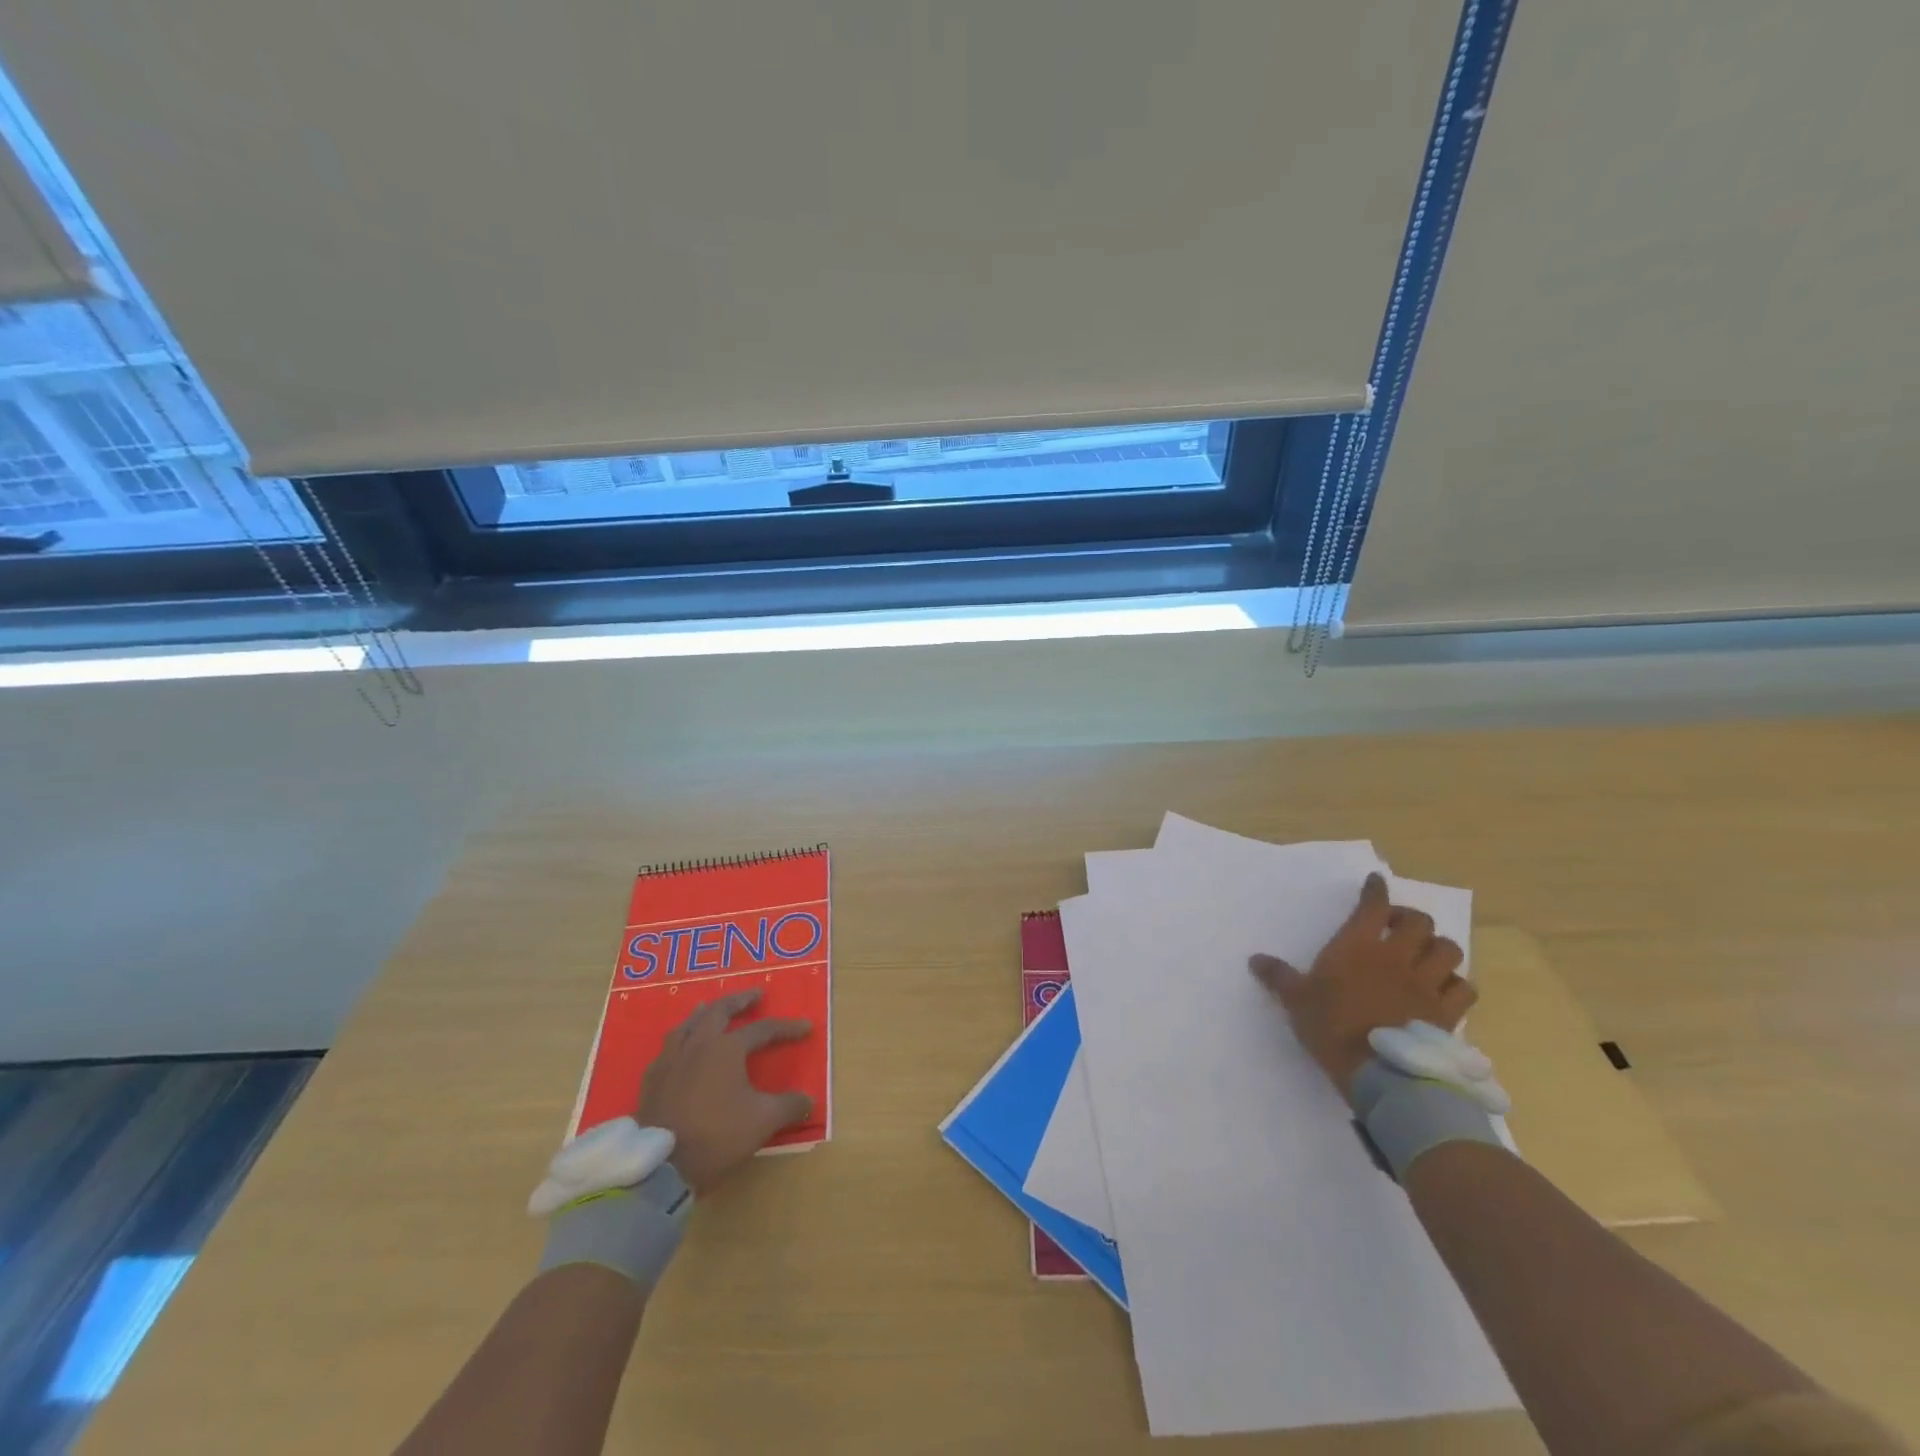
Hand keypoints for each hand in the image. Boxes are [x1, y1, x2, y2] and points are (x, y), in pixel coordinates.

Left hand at [637, 989, 813, 1194]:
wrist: (662, 1165)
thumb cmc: (717, 1135)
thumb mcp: (763, 1122)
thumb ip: (789, 1106)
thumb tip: (809, 1101)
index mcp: (727, 1048)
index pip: (762, 1029)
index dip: (786, 1028)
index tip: (805, 1027)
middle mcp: (698, 1044)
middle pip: (719, 1011)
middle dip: (740, 1001)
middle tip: (755, 995)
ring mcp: (671, 1059)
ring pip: (689, 1023)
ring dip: (706, 1013)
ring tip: (712, 1009)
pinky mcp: (652, 1079)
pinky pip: (668, 1047)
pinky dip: (681, 1039)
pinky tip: (681, 1047)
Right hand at [1249, 872, 1474, 1104]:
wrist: (1378, 1071)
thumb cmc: (1331, 1027)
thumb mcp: (1296, 1000)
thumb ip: (1279, 976)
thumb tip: (1255, 959)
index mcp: (1358, 946)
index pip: (1372, 906)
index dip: (1375, 890)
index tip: (1375, 882)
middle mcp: (1396, 957)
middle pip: (1419, 922)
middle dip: (1410, 918)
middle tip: (1397, 927)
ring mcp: (1426, 984)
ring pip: (1448, 950)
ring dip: (1438, 947)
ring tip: (1425, 956)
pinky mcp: (1447, 1012)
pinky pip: (1464, 988)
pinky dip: (1457, 983)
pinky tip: (1445, 989)